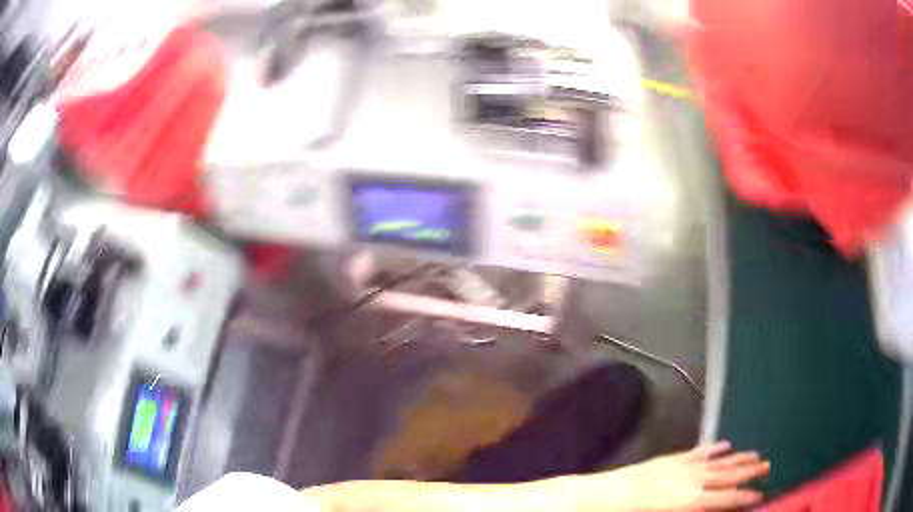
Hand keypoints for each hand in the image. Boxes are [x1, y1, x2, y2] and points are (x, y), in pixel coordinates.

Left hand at [572, 441, 769, 510]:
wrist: (610, 495)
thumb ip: (696, 510)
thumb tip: (713, 507)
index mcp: (693, 500)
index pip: (727, 498)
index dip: (745, 496)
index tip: (762, 494)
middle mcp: (694, 480)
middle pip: (728, 475)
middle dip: (749, 472)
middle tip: (768, 466)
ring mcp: (685, 466)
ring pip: (719, 461)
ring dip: (738, 457)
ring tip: (756, 454)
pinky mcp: (673, 459)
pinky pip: (699, 452)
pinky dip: (713, 448)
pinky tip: (725, 444)